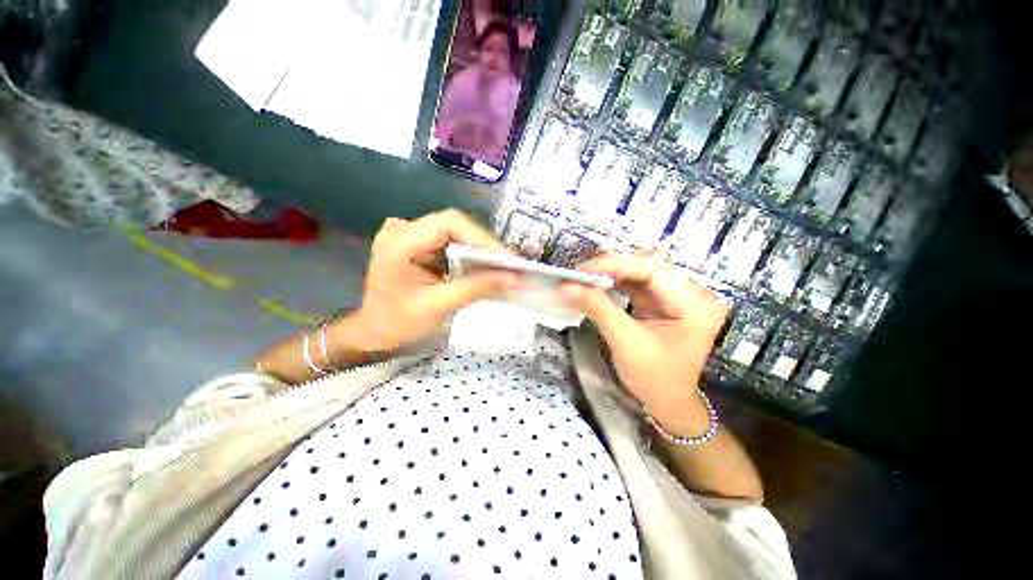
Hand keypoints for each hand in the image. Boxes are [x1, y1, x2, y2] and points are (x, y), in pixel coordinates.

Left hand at [342, 210, 518, 351]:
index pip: (450, 223)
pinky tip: (484, 265)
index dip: (483, 238)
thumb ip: (476, 288)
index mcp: (401, 241)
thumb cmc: (399, 323)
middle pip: (455, 224)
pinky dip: (470, 252)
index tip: (507, 259)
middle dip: (485, 244)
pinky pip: (450, 240)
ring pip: (456, 231)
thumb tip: (514, 278)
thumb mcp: (438, 306)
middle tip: (510, 264)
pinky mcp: (417, 242)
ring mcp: (410, 233)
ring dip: (480, 248)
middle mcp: (403, 229)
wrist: (374, 331)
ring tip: (503, 266)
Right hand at [560, 254, 727, 432]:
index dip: (615, 264)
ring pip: (638, 273)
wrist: (667, 403)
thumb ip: (597, 308)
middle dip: (610, 268)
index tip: (582, 269)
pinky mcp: (663, 302)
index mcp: (694, 303)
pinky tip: (596, 285)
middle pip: (646, 267)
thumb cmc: (654, 378)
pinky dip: (613, 284)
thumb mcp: (625, 342)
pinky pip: (636, 285)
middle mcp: (691, 293)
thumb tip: (566, 286)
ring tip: (583, 278)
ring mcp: (677, 296)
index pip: (652, 268)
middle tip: (579, 274)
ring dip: (609, 275)